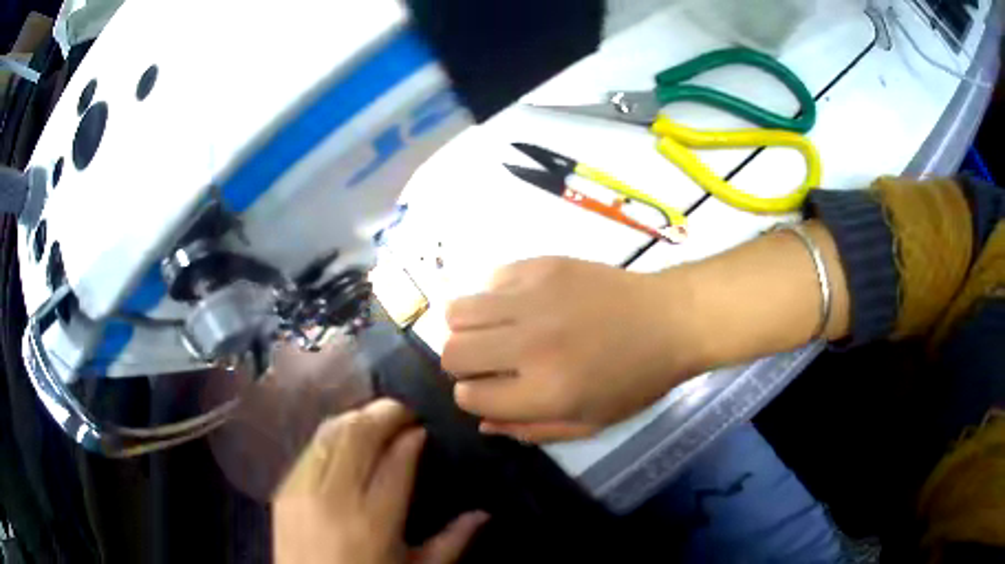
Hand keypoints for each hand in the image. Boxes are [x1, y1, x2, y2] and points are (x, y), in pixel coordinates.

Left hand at [273, 398, 488, 563]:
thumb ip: (451, 543)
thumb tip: (483, 513)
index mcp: (374, 523)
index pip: (395, 462)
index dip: (411, 437)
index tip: (422, 429)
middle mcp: (335, 499)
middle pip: (358, 434)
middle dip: (384, 413)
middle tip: (404, 413)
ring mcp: (302, 490)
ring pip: (330, 432)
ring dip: (357, 417)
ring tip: (377, 420)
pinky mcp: (283, 489)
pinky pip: (310, 447)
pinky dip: (332, 435)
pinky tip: (346, 440)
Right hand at [442, 257, 706, 442]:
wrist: (671, 320)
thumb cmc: (637, 380)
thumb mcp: (590, 422)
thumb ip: (532, 429)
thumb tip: (483, 423)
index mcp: (545, 392)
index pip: (470, 397)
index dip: (474, 397)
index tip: (491, 390)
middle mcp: (530, 345)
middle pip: (453, 353)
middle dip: (462, 365)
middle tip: (489, 362)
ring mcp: (534, 299)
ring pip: (458, 310)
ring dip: (468, 327)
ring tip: (495, 330)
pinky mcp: (542, 266)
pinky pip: (491, 279)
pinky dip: (496, 295)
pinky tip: (523, 302)